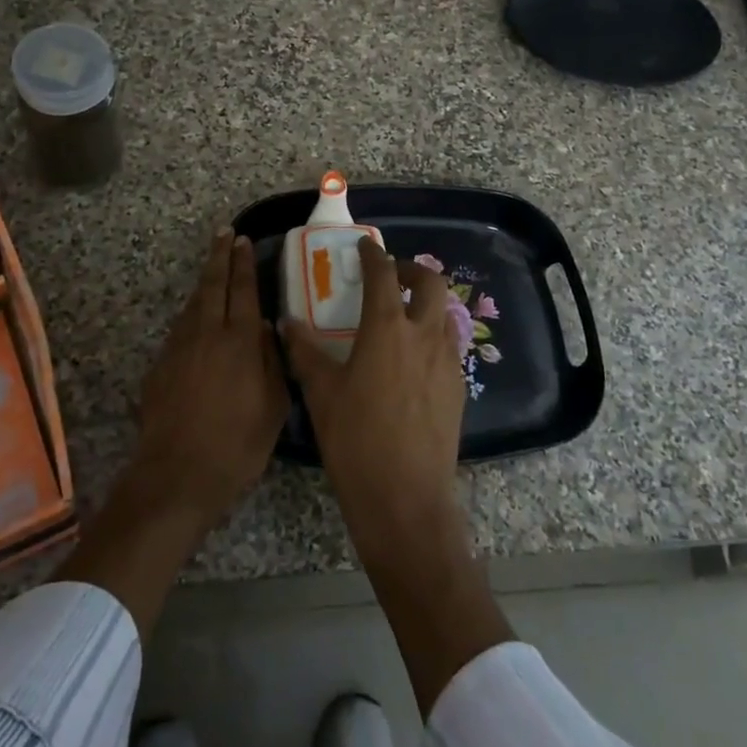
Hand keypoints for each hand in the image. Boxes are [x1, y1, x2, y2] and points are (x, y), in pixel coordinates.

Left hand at [133, 229, 288, 528]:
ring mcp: (179, 347)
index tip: (244, 241)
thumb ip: (273, 362)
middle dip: (219, 256)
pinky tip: (196, 316)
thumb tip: (269, 331)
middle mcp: (207, 334)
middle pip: (213, 284)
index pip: (244, 290)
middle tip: (224, 234)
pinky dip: (191, 312)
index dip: (244, 263)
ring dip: (204, 282)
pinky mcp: (160, 365)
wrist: (177, 474)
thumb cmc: (237, 444)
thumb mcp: (274, 407)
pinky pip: (180, 327)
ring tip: (213, 268)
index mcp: (240, 341)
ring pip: (193, 303)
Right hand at [281, 238, 464, 557]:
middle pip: (431, 282)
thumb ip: (304, 352)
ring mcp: (447, 362)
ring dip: (427, 303)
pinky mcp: (458, 388)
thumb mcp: (321, 394)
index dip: (373, 255)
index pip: (383, 275)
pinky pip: (450, 346)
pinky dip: (433, 336)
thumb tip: (287, 323)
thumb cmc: (355, 441)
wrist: (405, 499)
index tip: (365, 247)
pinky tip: (413, 360)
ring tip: (403, 316)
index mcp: (386, 329)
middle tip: (391, 277)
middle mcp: (423, 336)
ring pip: (446, 313)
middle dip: (412, 270)